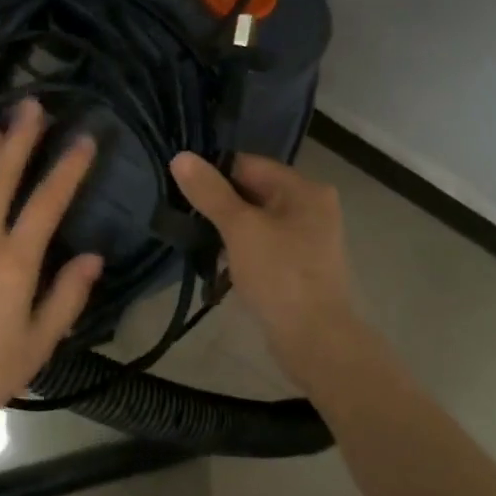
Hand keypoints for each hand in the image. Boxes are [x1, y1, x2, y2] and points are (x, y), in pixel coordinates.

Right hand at [170, 151, 364, 391]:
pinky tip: (218, 265)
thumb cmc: (279, 275)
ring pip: (256, 221)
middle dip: (219, 205)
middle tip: (184, 216)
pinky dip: (241, 250)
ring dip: (228, 230)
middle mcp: (312, 207)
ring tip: (196, 240)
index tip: (182, 190)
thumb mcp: (240, 228)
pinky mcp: (299, 266)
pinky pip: (263, 246)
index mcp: (304, 189)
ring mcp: (308, 238)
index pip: (249, 164)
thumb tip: (181, 157)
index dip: (214, 174)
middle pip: (253, 192)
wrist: (315, 338)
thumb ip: (210, 192)